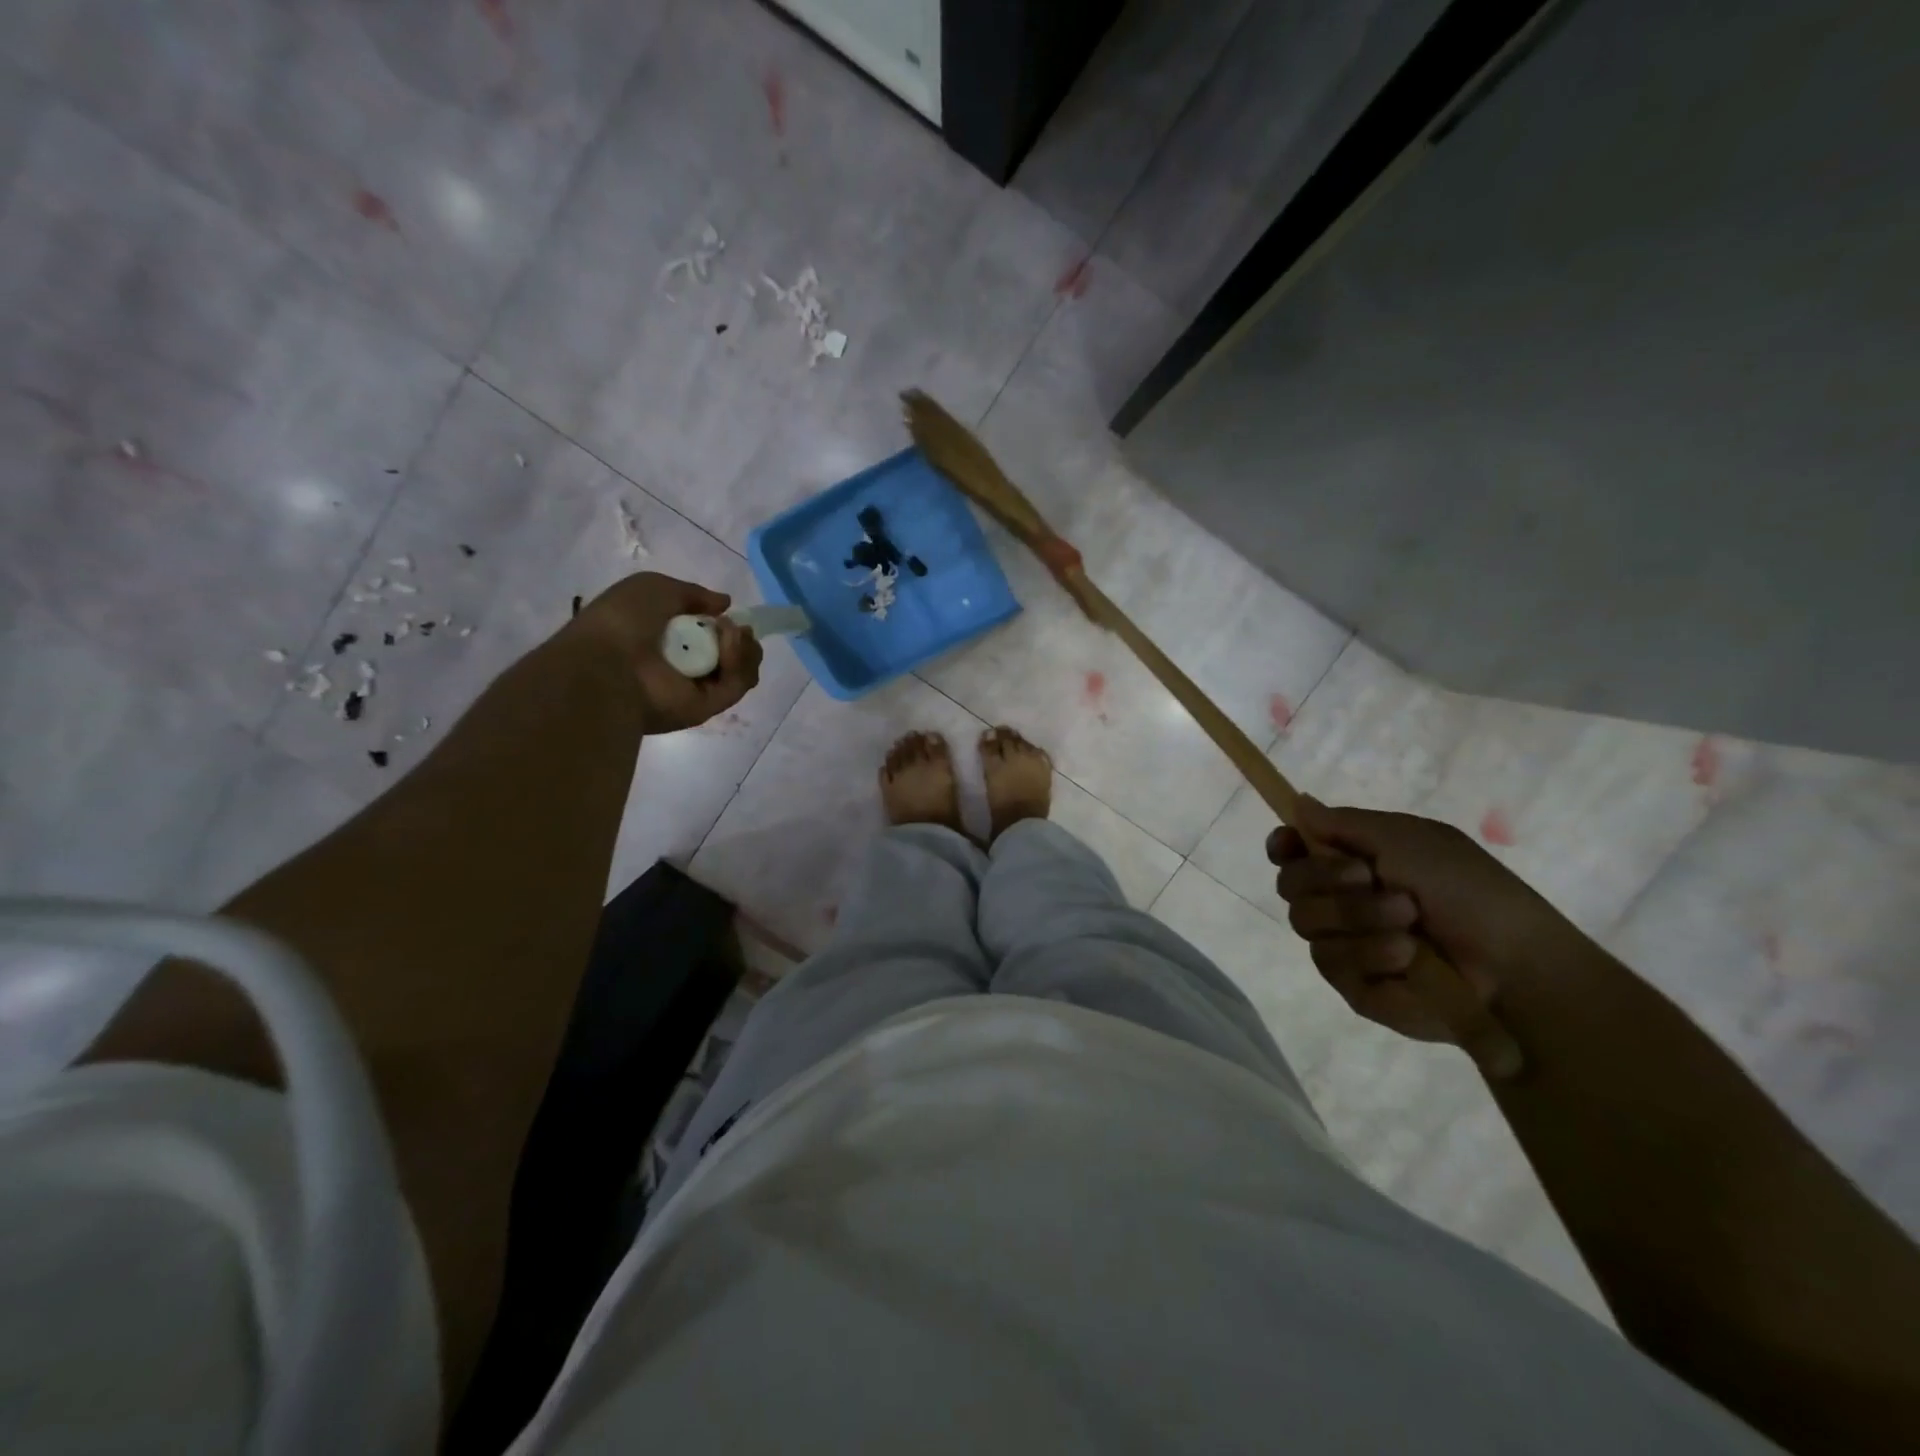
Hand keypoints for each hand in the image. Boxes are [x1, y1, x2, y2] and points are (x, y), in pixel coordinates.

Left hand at [571, 572, 762, 732]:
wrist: (607, 664)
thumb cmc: (622, 621)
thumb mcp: (654, 587)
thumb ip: (692, 593)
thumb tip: (725, 603)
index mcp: (663, 641)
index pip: (705, 637)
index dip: (722, 625)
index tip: (728, 615)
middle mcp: (681, 667)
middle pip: (729, 656)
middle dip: (740, 638)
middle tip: (735, 628)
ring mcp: (694, 690)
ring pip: (738, 671)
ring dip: (742, 648)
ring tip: (730, 633)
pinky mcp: (706, 708)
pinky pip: (735, 686)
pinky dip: (739, 664)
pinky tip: (729, 644)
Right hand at [1267, 798, 1583, 1048]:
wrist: (1513, 963)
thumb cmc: (1467, 889)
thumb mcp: (1408, 838)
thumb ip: (1344, 823)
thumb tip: (1297, 801)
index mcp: (1351, 862)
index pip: (1291, 852)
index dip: (1283, 846)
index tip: (1290, 844)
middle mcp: (1339, 901)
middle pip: (1290, 883)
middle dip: (1326, 878)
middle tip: (1368, 877)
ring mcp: (1343, 943)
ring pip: (1304, 921)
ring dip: (1356, 914)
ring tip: (1407, 921)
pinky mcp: (1352, 984)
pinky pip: (1329, 961)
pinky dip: (1368, 952)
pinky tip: (1406, 955)